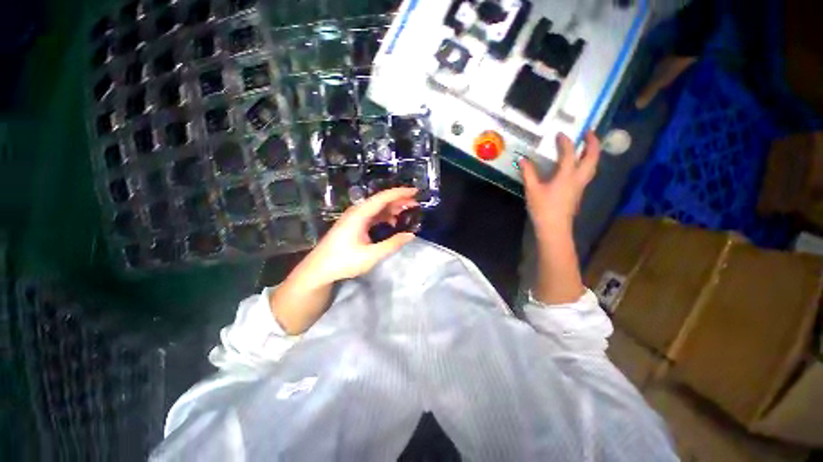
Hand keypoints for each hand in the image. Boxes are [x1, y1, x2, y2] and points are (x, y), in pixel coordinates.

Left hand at [300, 188, 418, 285]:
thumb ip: (392, 244)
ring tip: (407, 211)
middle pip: (381, 200)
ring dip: (392, 208)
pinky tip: (392, 222)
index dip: (400, 193)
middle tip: (416, 202)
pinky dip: (384, 216)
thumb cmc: (343, 262)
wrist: (318, 269)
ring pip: (377, 207)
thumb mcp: (371, 255)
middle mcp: (357, 212)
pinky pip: (372, 215)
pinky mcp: (353, 224)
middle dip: (399, 199)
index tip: (415, 191)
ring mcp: (354, 218)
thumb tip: (411, 235)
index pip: (383, 198)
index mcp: (360, 215)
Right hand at [520, 131, 599, 235]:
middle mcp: (578, 178)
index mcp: (566, 175)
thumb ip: (528, 173)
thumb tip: (522, 160)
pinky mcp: (578, 192)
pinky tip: (579, 164)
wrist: (554, 227)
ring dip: (593, 153)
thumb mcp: (532, 190)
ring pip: (593, 165)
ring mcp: (581, 186)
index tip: (560, 134)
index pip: (569, 153)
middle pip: (592, 157)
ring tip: (587, 145)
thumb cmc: (543, 208)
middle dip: (593, 142)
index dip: (565, 142)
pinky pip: (588, 173)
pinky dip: (587, 163)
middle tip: (588, 132)